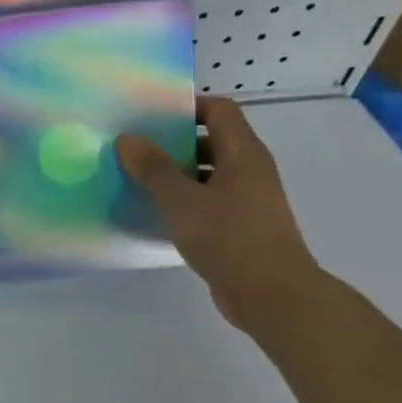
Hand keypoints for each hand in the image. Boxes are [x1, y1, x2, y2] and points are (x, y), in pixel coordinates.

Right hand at [116, 97, 323, 333]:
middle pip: (212, 140)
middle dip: (174, 140)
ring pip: (208, 172)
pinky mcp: (242, 227)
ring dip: (177, 172)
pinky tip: (157, 210)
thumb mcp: (182, 200)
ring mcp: (248, 200)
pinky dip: (185, 199)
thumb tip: (128, 139)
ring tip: (137, 177)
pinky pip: (209, 200)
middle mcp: (250, 170)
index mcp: (243, 153)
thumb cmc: (230, 238)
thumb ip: (153, 168)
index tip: (151, 114)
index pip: (219, 109)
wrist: (274, 297)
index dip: (188, 105)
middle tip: (135, 145)